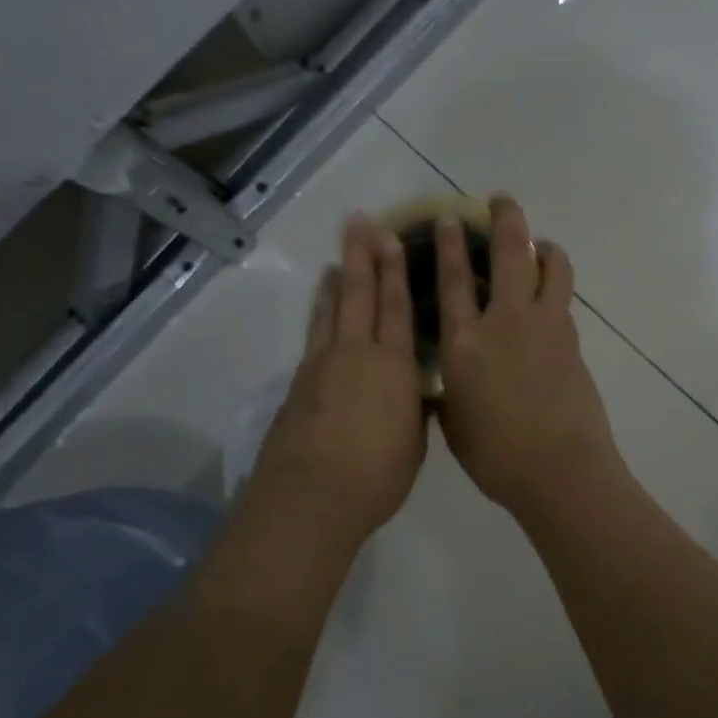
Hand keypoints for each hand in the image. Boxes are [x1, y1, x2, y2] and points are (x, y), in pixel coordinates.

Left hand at [242, 216, 426, 551]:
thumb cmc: (376, 474)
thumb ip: (415, 409)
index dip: (396, 270)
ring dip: (338, 276)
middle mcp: (357, 353)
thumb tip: (418, 391)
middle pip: (359, 294)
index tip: (393, 238)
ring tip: (340, 252)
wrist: (312, 495)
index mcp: (393, 366)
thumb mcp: (414, 443)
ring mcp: (323, 364)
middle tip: (361, 222)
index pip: (397, 307)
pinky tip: (322, 301)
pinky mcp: (299, 381)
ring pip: (332, 307)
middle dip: (362, 256)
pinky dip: (319, 308)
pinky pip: (315, 331)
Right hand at [434, 196, 623, 518]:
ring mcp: (545, 327)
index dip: (448, 244)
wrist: (560, 472)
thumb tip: (449, 382)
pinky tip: (549, 296)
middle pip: (509, 254)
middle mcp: (505, 323)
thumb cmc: (496, 457)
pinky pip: (563, 299)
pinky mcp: (573, 340)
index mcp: (464, 344)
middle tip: (501, 200)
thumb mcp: (455, 424)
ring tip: (538, 246)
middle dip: (505, 219)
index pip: (453, 280)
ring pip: (551, 267)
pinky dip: (556, 285)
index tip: (448, 217)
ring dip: (544, 247)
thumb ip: (449, 393)